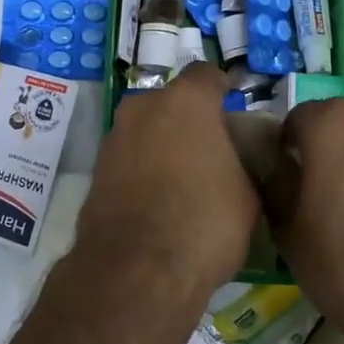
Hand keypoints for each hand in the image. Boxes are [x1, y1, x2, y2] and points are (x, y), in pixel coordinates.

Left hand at [75, 63, 257, 295]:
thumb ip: (240, 163)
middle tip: (209, 147)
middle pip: (170, 102)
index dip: (222, 88)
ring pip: (145, 129)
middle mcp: (142, 108)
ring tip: (183, 178)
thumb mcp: (248, 194)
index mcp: (185, 102)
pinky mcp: (95, 171)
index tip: (234, 102)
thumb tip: (233, 162)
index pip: (206, 75)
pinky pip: (128, 159)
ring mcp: (113, 138)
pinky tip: (157, 198)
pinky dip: (142, 169)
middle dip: (188, 119)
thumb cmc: (205, 222)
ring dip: (162, 144)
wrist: (136, 268)